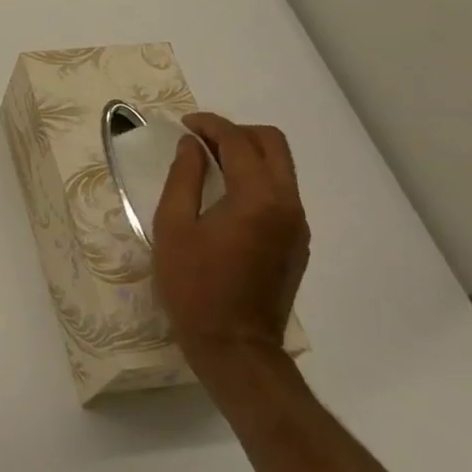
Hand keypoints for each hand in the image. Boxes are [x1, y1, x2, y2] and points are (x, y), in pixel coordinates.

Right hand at [152, 113, 308, 373]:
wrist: (234, 346)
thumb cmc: (194, 285)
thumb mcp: (173, 227)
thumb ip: (184, 178)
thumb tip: (191, 146)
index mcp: (258, 198)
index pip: (238, 141)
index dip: (210, 125)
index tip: (184, 125)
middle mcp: (287, 204)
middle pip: (272, 144)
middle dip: (236, 132)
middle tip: (200, 140)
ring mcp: (297, 225)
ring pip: (281, 167)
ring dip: (247, 154)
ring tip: (209, 165)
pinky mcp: (296, 243)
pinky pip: (280, 193)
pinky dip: (256, 179)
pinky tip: (226, 196)